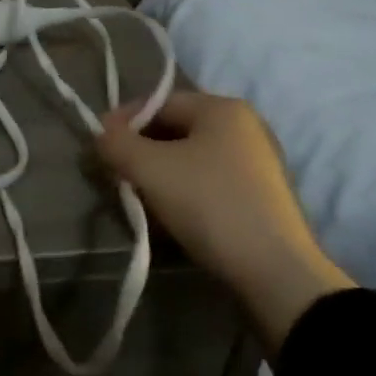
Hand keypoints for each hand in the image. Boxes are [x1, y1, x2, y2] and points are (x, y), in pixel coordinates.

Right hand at [98, 90, 353, 359]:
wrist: (275, 273)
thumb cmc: (209, 204)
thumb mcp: (149, 168)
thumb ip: (116, 143)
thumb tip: (101, 135)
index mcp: (222, 108)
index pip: (157, 102)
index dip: (122, 121)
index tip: (100, 148)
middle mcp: (245, 126)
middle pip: (174, 128)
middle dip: (140, 150)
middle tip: (117, 175)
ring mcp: (258, 162)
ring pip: (190, 157)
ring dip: (160, 173)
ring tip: (139, 198)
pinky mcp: (262, 196)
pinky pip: (209, 181)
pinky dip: (184, 191)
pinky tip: (170, 214)